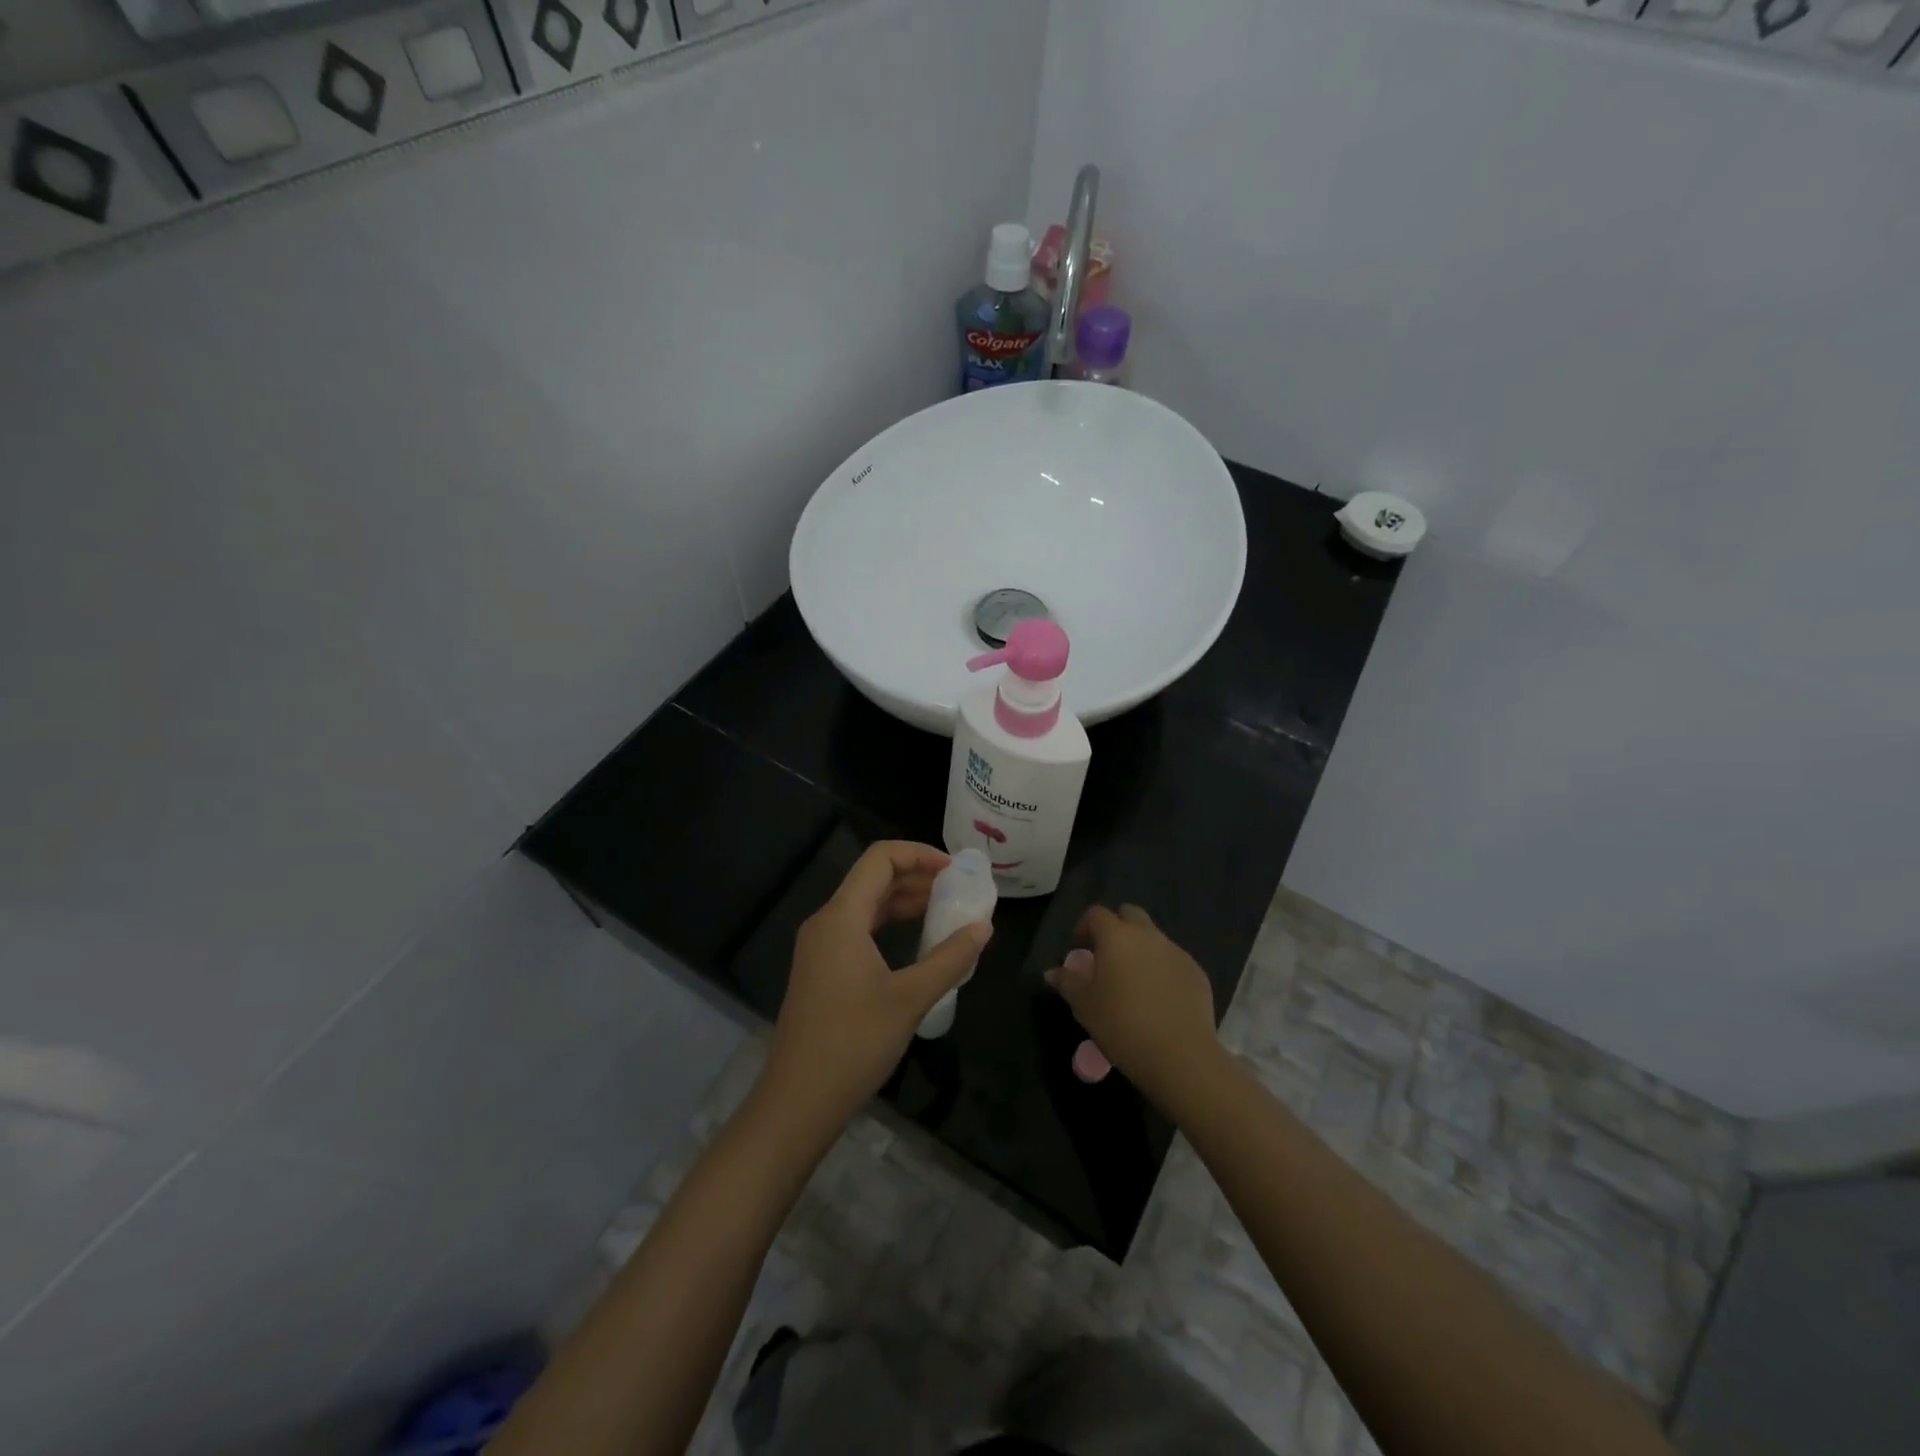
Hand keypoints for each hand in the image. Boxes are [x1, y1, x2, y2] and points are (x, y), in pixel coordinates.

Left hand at [760, 841, 991, 1135]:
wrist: (798, 1101)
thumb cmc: (854, 1044)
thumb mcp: (911, 998)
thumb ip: (950, 958)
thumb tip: (984, 927)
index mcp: (841, 918)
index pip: (880, 859)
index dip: (919, 854)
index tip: (955, 869)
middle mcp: (826, 922)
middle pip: (873, 879)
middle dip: (917, 877)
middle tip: (959, 890)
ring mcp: (820, 947)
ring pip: (866, 906)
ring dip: (905, 902)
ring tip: (947, 912)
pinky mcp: (822, 970)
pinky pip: (859, 930)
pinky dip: (890, 925)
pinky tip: (918, 943)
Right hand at [1046, 904, 1220, 1104]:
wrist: (1181, 1056)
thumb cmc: (1122, 1025)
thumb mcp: (1084, 1006)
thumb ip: (1067, 982)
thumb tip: (1053, 971)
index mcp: (1117, 937)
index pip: (1096, 914)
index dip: (1084, 926)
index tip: (1079, 949)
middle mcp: (1148, 936)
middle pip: (1130, 915)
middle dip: (1117, 928)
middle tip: (1107, 957)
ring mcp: (1176, 952)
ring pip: (1154, 938)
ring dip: (1141, 950)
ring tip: (1133, 983)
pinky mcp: (1197, 973)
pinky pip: (1173, 961)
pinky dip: (1162, 970)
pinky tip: (1159, 1000)